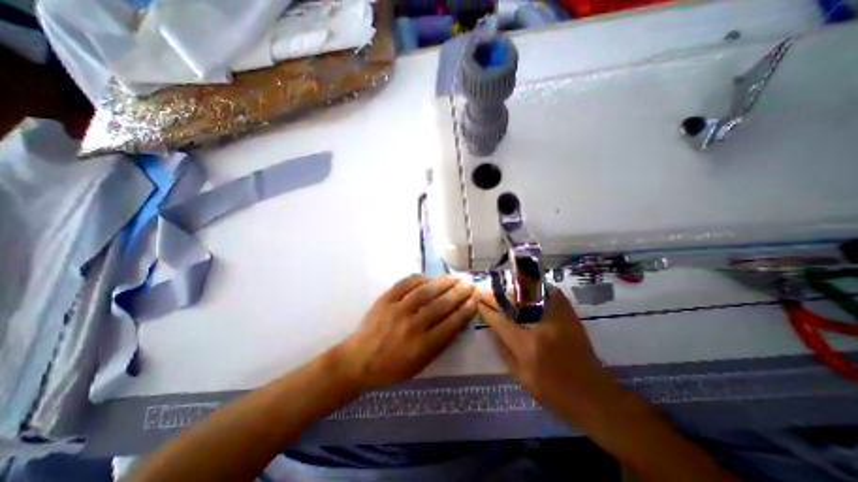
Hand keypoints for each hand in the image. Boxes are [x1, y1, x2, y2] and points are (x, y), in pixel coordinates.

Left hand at [339, 275, 478, 390]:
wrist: (359, 360)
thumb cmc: (392, 367)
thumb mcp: (420, 365)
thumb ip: (440, 345)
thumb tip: (457, 322)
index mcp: (421, 346)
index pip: (450, 324)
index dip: (465, 310)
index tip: (474, 299)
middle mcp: (411, 326)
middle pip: (440, 305)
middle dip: (459, 293)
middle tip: (469, 284)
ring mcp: (397, 310)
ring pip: (425, 292)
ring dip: (443, 283)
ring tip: (455, 277)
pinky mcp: (385, 300)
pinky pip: (405, 284)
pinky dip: (419, 279)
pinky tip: (429, 278)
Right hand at [480, 288, 620, 419]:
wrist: (595, 396)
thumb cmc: (554, 392)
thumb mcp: (521, 377)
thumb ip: (503, 351)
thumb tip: (492, 329)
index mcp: (525, 345)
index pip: (498, 320)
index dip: (486, 310)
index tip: (478, 302)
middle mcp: (539, 326)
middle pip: (511, 302)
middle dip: (495, 296)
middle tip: (486, 292)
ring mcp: (556, 317)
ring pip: (531, 293)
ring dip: (514, 289)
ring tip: (504, 290)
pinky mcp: (569, 315)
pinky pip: (551, 293)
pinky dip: (538, 288)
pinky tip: (530, 290)